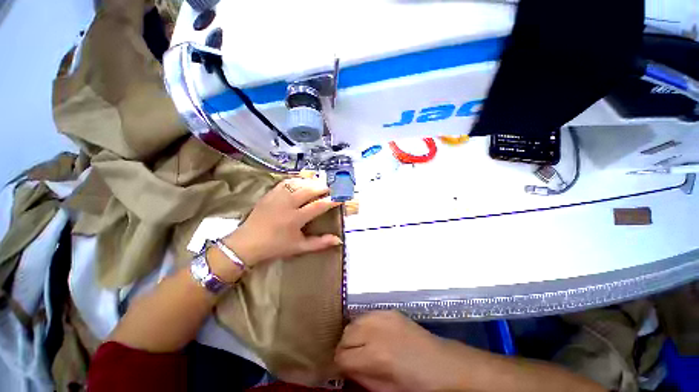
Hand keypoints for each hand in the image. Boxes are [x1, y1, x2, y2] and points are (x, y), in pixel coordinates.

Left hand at [223, 178, 341, 266]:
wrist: (247, 243)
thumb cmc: (275, 246)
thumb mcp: (299, 247)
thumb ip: (320, 243)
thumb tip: (338, 239)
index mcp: (295, 219)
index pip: (318, 206)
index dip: (331, 200)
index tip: (341, 197)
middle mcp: (287, 204)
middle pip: (308, 190)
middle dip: (322, 187)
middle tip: (331, 188)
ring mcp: (277, 197)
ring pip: (298, 183)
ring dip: (311, 182)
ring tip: (319, 184)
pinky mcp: (270, 193)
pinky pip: (286, 182)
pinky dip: (297, 180)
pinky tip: (303, 182)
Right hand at [336, 311, 468, 391]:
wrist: (442, 364)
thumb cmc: (416, 385)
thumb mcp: (386, 391)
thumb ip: (360, 378)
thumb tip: (345, 368)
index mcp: (374, 356)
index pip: (341, 356)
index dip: (339, 365)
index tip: (343, 369)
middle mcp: (375, 331)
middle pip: (345, 335)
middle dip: (345, 348)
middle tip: (353, 357)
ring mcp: (383, 317)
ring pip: (354, 322)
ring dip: (353, 334)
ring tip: (362, 345)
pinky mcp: (390, 311)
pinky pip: (368, 315)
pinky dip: (365, 324)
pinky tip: (374, 334)